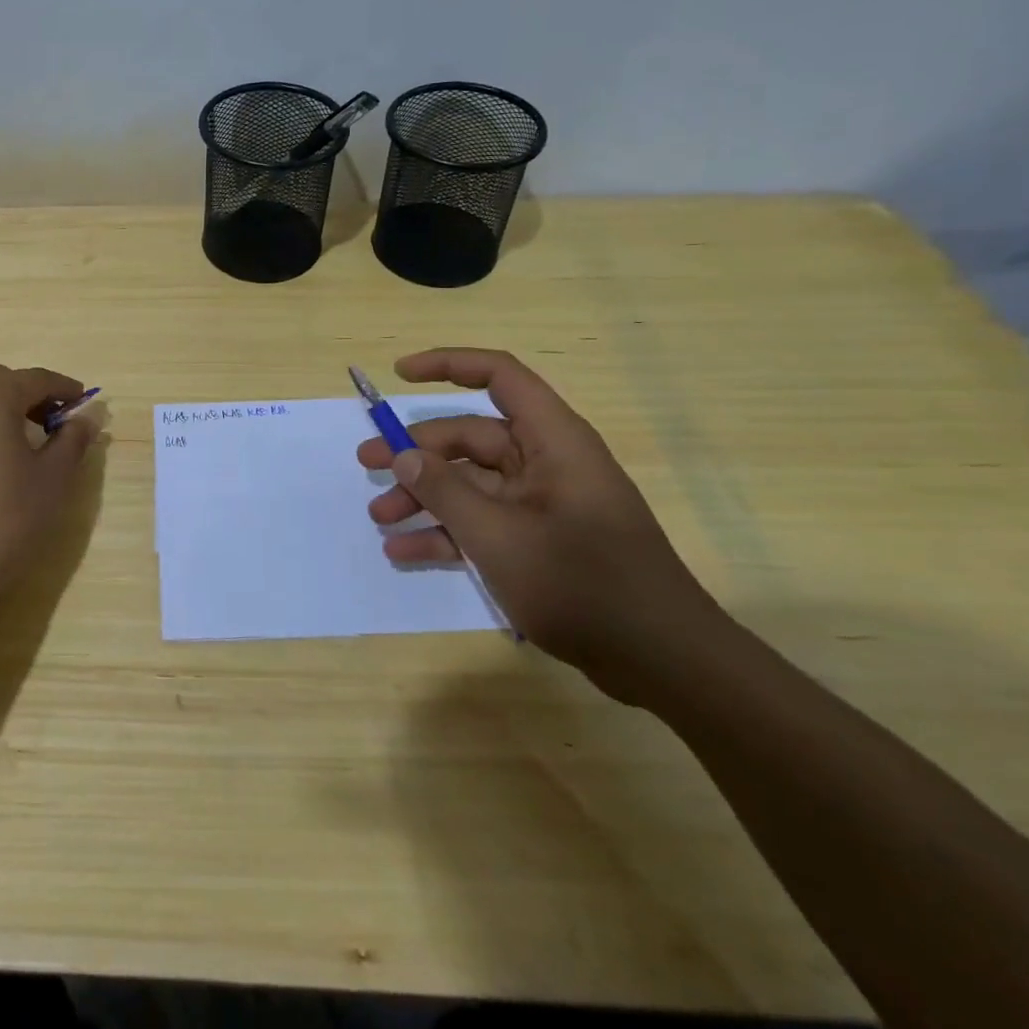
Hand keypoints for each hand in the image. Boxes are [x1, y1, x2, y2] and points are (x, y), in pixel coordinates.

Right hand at [357, 347, 731, 703]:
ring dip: (425, 497)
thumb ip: (445, 491)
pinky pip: (484, 521)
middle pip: (470, 438)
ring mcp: (543, 504)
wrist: (663, 663)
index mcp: (552, 441)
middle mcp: (547, 463)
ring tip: (380, 519)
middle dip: (417, 454)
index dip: (448, 365)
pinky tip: (406, 552)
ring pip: (470, 483)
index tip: (399, 373)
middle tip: (366, 468)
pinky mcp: (541, 541)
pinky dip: (447, 532)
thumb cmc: (583, 584)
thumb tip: (403, 455)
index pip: (499, 377)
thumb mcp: (498, 536)